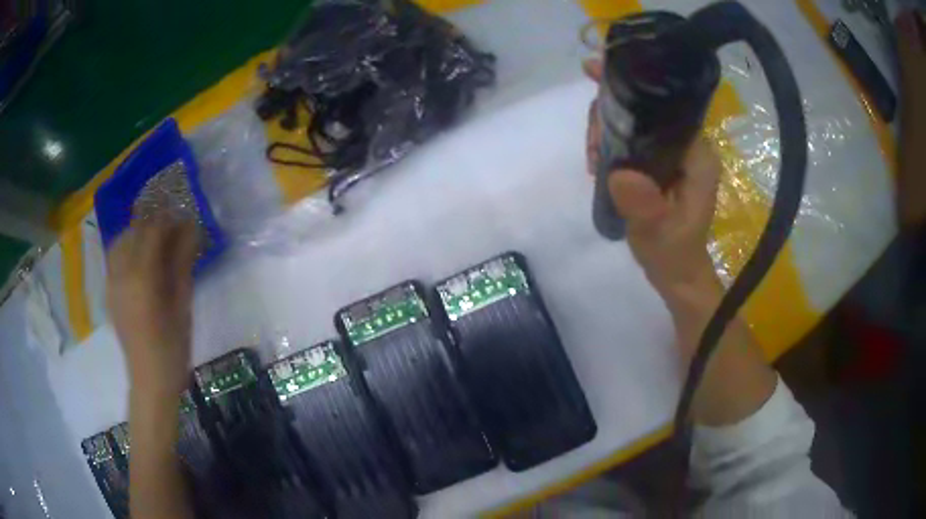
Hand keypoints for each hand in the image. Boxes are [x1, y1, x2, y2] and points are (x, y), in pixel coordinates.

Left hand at [106, 218, 198, 400]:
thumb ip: (183, 263)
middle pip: (134, 231)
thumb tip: (191, 230)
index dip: (170, 220)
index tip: (186, 222)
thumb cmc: (173, 347)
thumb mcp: (182, 304)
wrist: (150, 379)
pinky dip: (127, 248)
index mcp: (141, 277)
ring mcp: (112, 282)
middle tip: (174, 232)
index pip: (152, 230)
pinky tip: (140, 260)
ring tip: (156, 243)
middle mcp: (121, 273)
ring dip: (138, 234)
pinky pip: (114, 257)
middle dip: (154, 224)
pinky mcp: (109, 291)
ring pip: (120, 241)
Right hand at [583, 59, 721, 296]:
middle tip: (592, 142)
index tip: (596, 74)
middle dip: (612, 111)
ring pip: (635, 120)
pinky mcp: (658, 162)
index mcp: (697, 153)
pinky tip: (597, 158)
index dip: (632, 85)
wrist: (676, 273)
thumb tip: (619, 174)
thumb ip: (645, 206)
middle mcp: (688, 145)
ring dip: (607, 127)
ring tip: (593, 155)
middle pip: (647, 105)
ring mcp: (672, 153)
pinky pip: (631, 137)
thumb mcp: (659, 233)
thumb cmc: (674, 253)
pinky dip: (610, 140)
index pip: (667, 103)